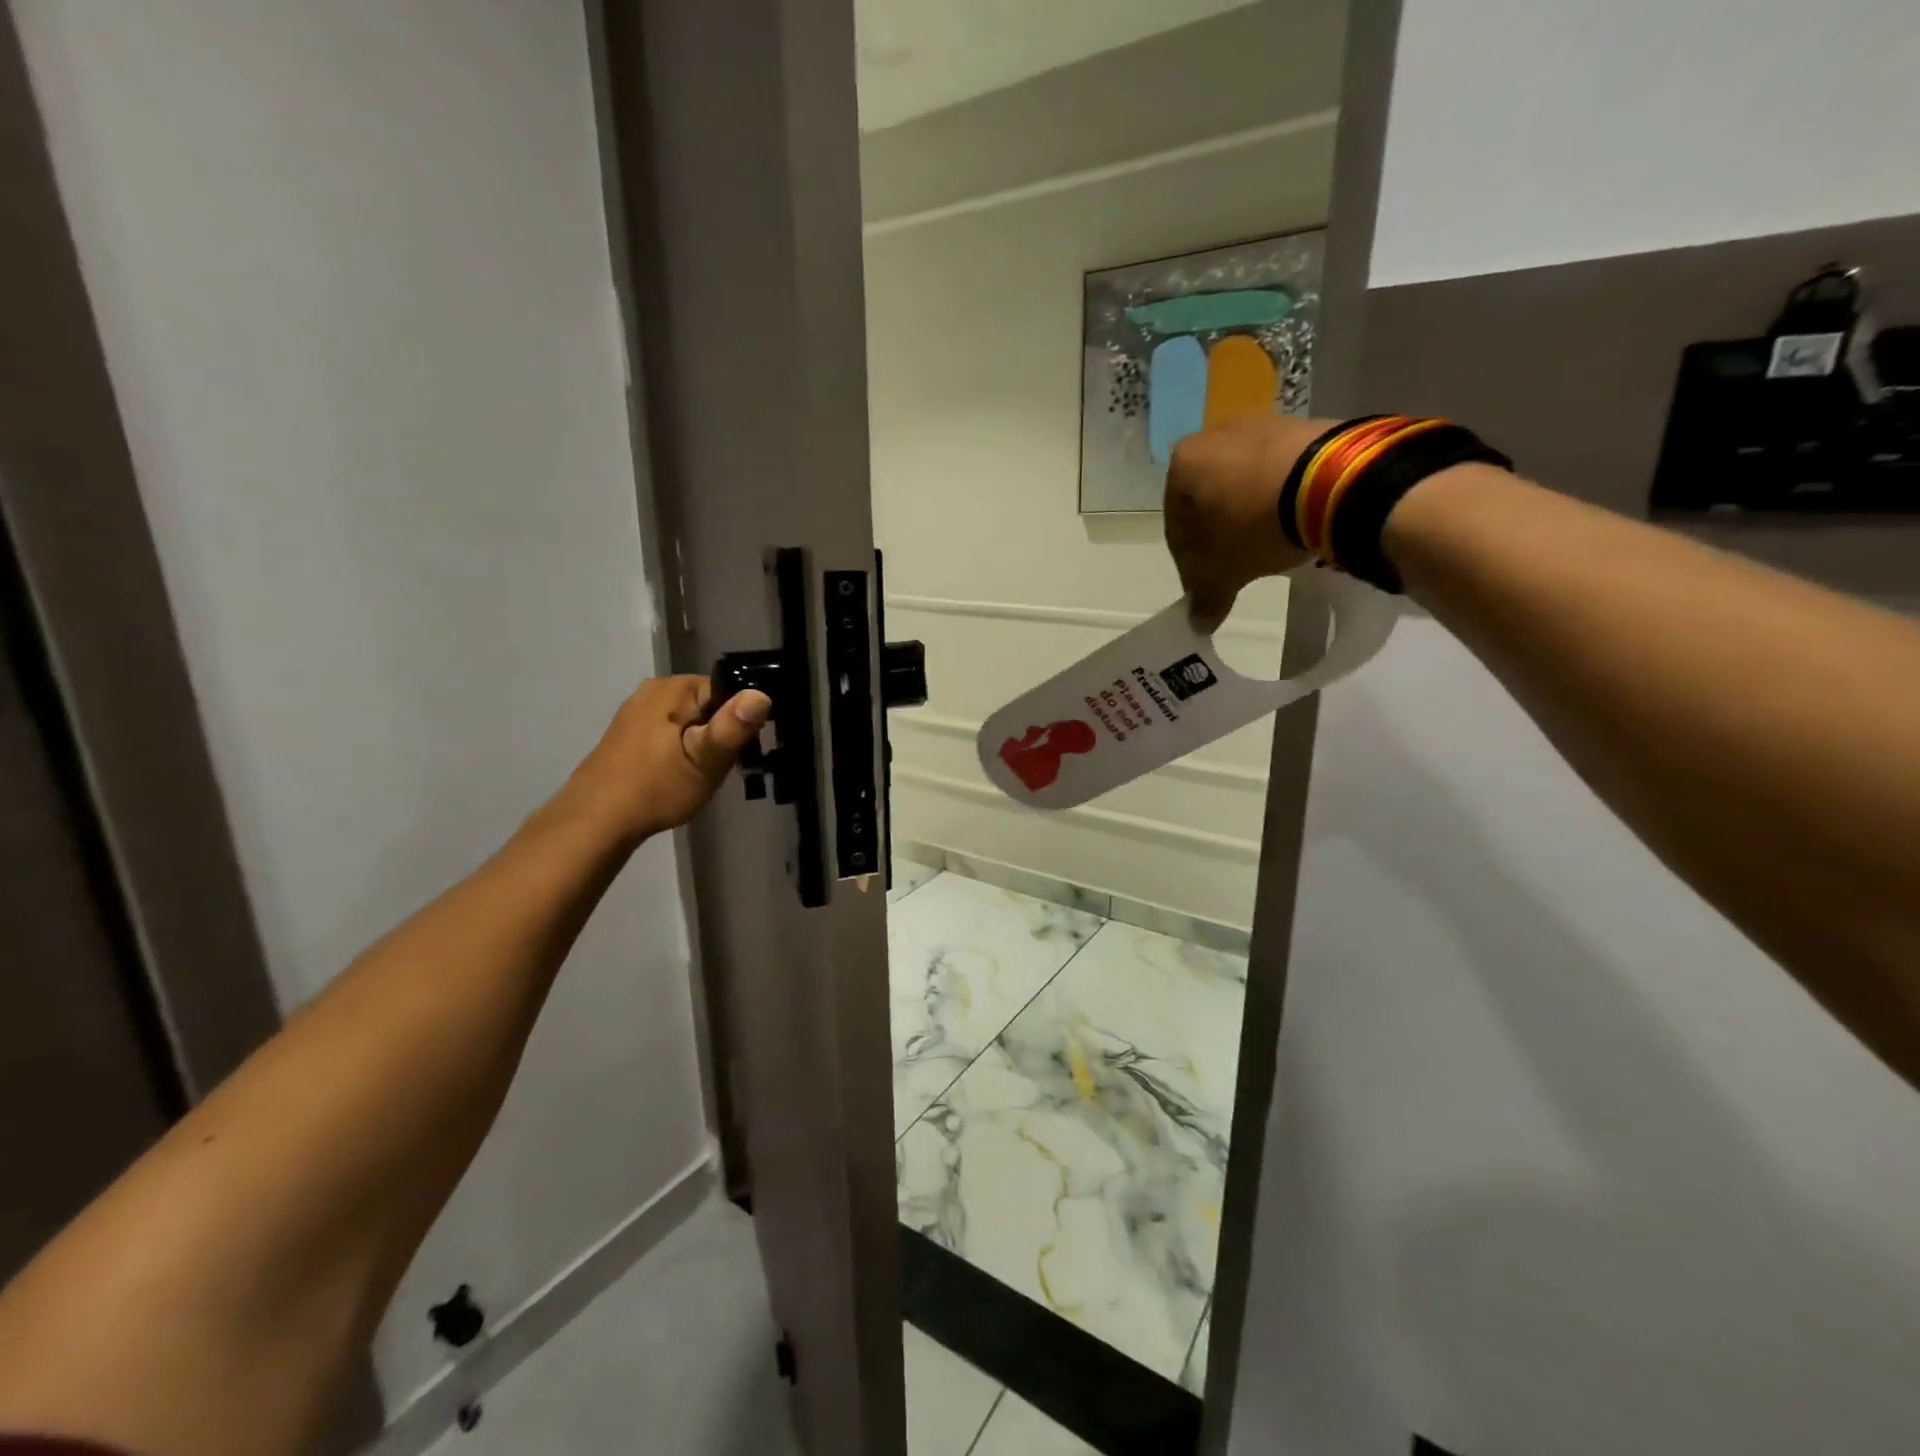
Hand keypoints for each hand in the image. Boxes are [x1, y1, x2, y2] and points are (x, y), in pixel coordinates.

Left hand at [562, 676, 771, 842]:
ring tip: (698, 774)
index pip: (730, 691)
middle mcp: (655, 688)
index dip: (741, 722)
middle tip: (717, 768)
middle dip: (720, 734)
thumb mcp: (705, 761)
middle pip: (710, 705)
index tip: (739, 753)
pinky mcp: (629, 730)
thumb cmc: (656, 789)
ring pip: (691, 720)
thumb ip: (733, 727)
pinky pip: (671, 731)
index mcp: (675, 688)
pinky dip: (681, 749)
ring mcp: (638, 709)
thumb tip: (762, 694)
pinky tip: (676, 774)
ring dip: (701, 744)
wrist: (596, 821)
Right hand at [1164, 414, 1327, 629]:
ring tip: (1269, 544)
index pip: (1176, 526)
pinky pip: (1278, 470)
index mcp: (1182, 465)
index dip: (1189, 562)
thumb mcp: (1223, 572)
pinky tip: (1292, 520)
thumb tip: (1198, 624)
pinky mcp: (1301, 426)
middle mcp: (1214, 436)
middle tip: (1236, 565)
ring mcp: (1260, 425)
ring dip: (1249, 515)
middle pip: (1208, 500)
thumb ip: (1205, 598)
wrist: (1331, 482)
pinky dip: (1279, 496)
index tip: (1207, 584)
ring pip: (1243, 484)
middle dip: (1219, 534)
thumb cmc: (1253, 526)